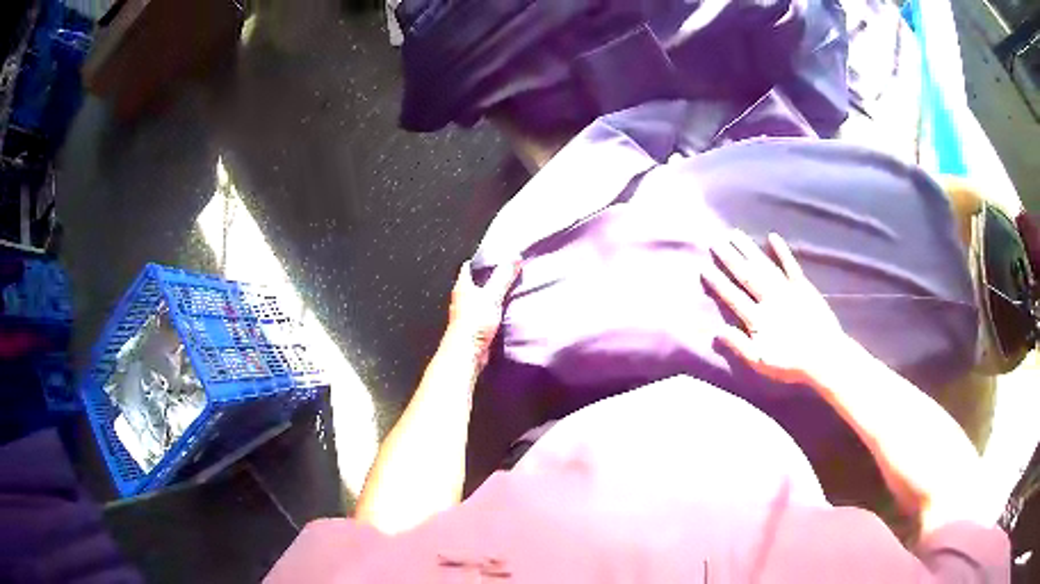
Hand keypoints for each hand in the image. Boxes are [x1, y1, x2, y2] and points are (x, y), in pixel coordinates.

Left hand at [446, 260, 521, 367]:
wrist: (466, 353)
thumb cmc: (474, 323)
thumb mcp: (491, 296)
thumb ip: (503, 277)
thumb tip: (514, 257)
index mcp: (462, 286)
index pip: (469, 267)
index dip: (481, 260)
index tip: (495, 257)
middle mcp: (462, 298)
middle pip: (475, 282)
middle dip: (489, 277)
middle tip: (507, 272)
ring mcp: (467, 313)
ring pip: (480, 298)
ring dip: (492, 295)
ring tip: (509, 290)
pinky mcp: (473, 326)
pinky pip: (484, 313)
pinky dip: (493, 310)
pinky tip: (505, 311)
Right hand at [703, 231, 848, 385]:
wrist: (825, 357)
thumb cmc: (791, 364)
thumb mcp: (761, 363)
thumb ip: (739, 346)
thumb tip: (716, 332)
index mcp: (758, 318)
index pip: (733, 297)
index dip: (718, 283)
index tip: (704, 268)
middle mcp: (770, 299)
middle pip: (747, 276)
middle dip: (730, 259)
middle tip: (715, 241)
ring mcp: (787, 290)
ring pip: (765, 266)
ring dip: (749, 249)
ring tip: (735, 234)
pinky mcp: (803, 287)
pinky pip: (791, 266)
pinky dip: (782, 251)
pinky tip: (772, 237)